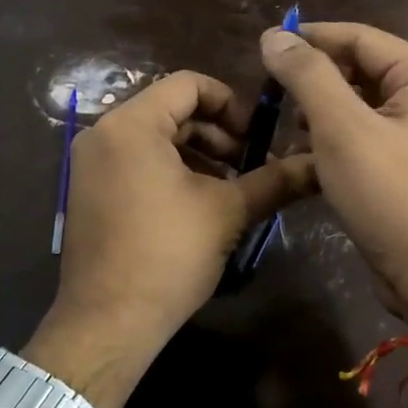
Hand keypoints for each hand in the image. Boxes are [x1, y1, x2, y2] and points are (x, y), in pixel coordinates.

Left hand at [30, 71, 316, 407]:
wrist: (108, 322)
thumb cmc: (168, 254)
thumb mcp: (227, 211)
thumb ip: (274, 180)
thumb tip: (319, 165)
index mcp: (131, 124)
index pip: (188, 84)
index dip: (231, 103)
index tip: (257, 137)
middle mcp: (102, 133)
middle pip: (170, 110)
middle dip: (217, 133)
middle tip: (250, 164)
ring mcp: (90, 164)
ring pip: (154, 138)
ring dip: (197, 154)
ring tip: (230, 187)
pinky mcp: (88, 191)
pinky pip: (134, 161)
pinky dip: (169, 170)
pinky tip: (197, 203)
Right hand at [260, 22, 407, 330]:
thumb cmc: (391, 194)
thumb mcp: (342, 128)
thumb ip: (307, 75)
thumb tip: (273, 35)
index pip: (359, 37)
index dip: (311, 38)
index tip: (264, 48)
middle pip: (359, 70)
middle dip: (314, 81)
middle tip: (271, 96)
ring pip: (356, 106)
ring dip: (318, 113)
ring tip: (286, 130)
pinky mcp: (405, 167)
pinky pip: (362, 137)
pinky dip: (332, 141)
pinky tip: (303, 157)